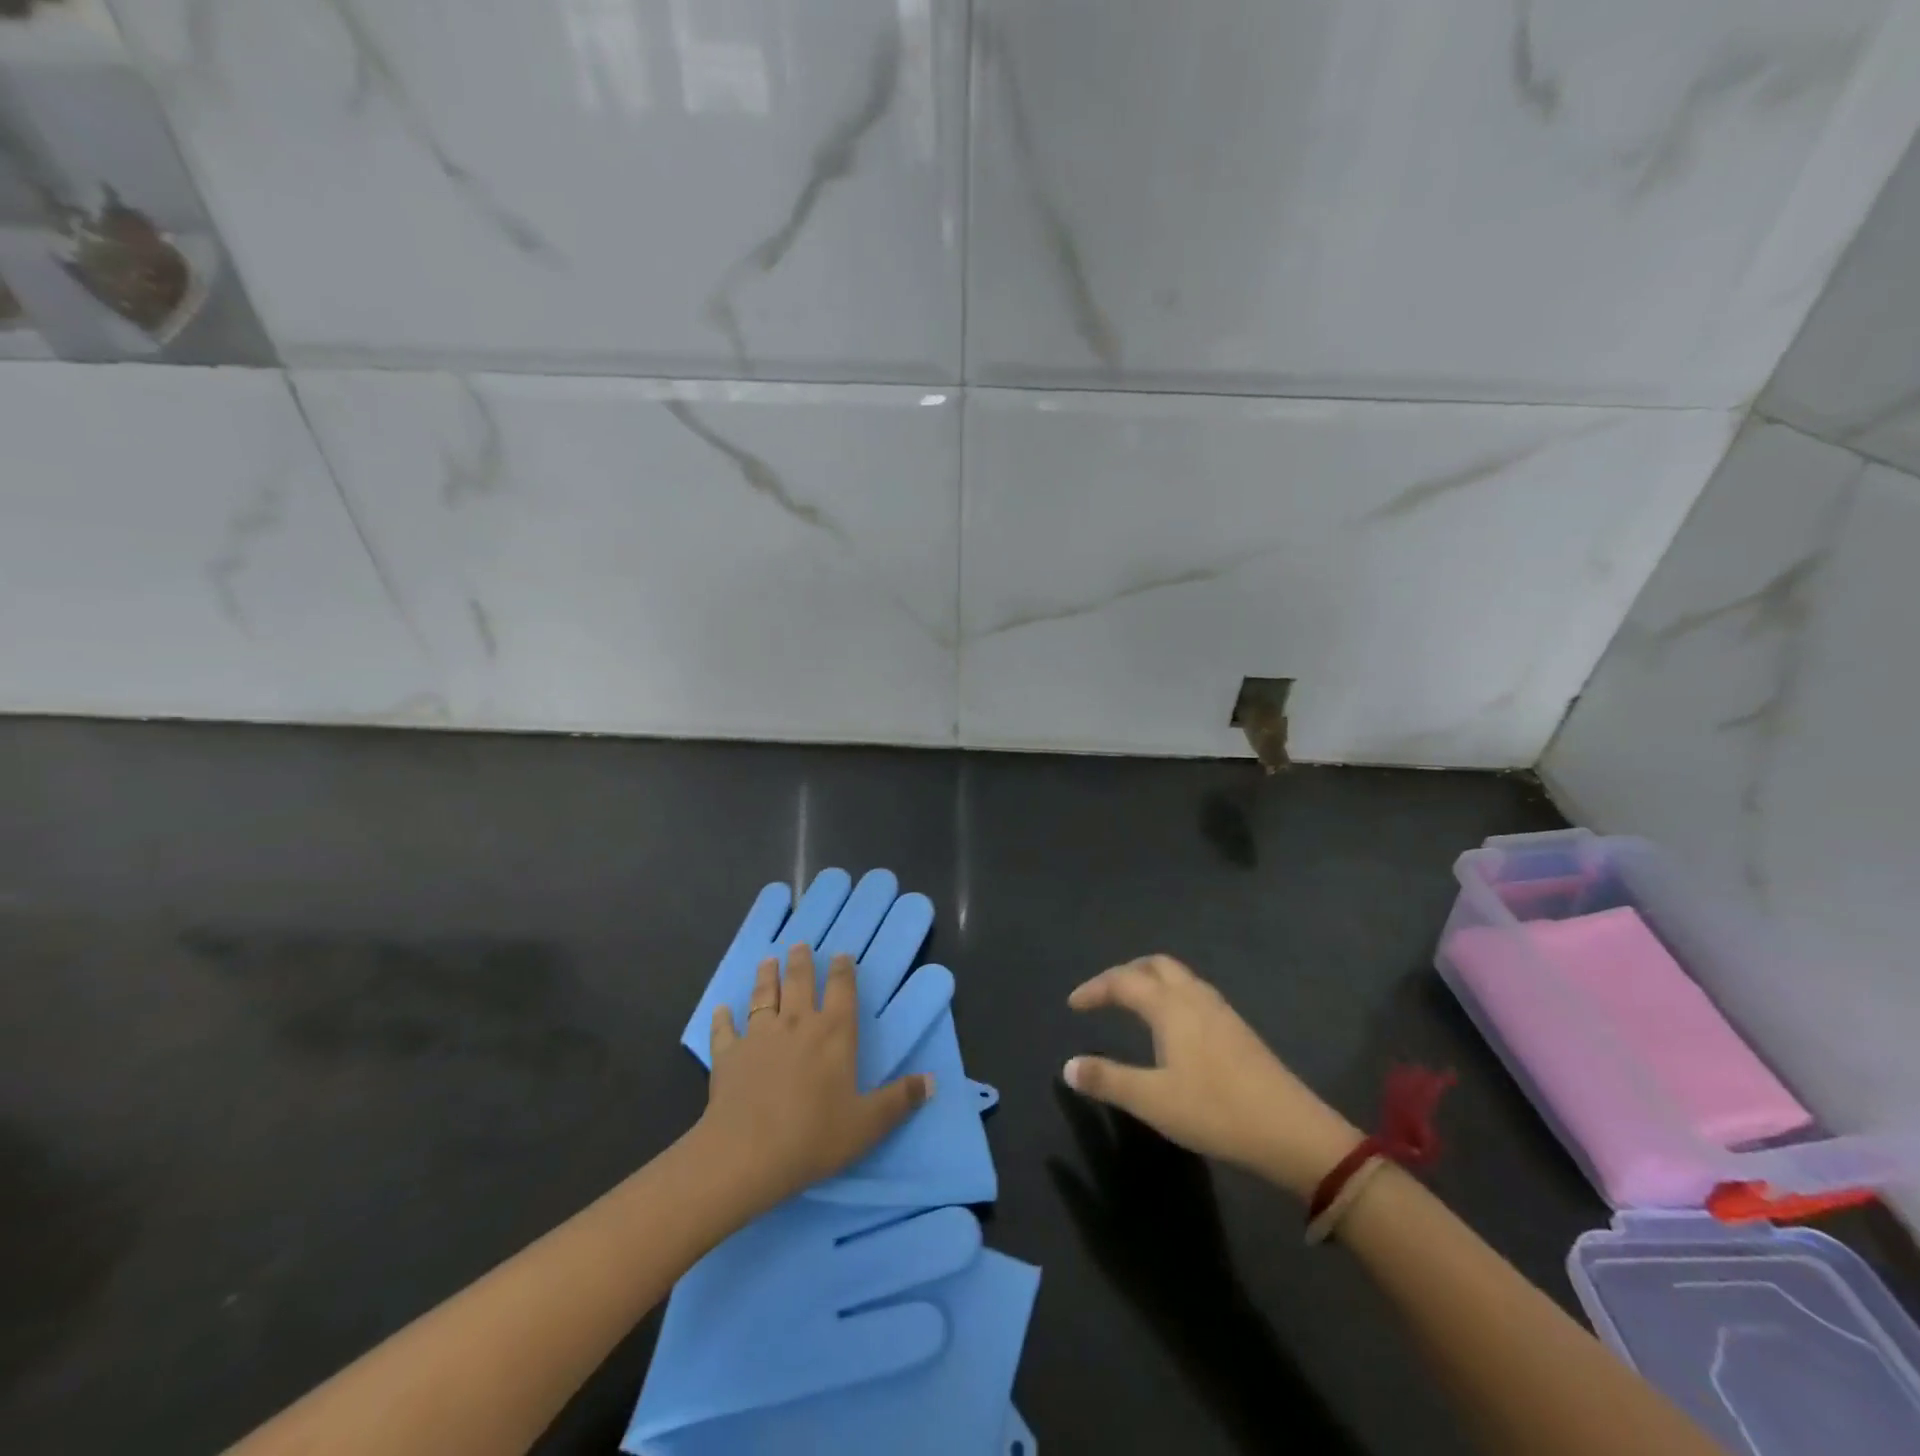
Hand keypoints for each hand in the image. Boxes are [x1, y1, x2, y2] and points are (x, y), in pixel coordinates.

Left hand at [698, 944, 932, 1211]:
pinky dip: (723, 1018)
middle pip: (799, 982)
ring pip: (763, 996)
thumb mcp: (867, 1124)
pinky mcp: (728, 1055)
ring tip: (767, 960)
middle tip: (799, 945)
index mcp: (834, 1033)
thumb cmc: (813, 1136)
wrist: (746, 1153)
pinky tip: (721, 1009)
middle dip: (801, 962)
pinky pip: (725, 1030)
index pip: (841, 990)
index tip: (841, 955)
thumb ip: (899, 1099)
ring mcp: (759, 1036)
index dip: (843, 970)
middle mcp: (797, 1023)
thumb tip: (932, 1081)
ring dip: (765, 976)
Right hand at [1064, 955, 1361, 1199]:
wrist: (1291, 1131)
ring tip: (1133, 1004)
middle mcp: (1194, 997)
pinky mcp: (1238, 1029)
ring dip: (1150, 981)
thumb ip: (1108, 1079)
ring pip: (1179, 977)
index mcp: (1170, 1006)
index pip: (1123, 982)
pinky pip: (1194, 992)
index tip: (1073, 1004)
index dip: (1095, 989)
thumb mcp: (1152, 1100)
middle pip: (1155, 965)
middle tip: (1104, 995)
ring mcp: (1221, 1011)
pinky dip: (1171, 994)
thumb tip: (1068, 1066)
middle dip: (1125, 973)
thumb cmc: (1215, 1111)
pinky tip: (1173, 1026)